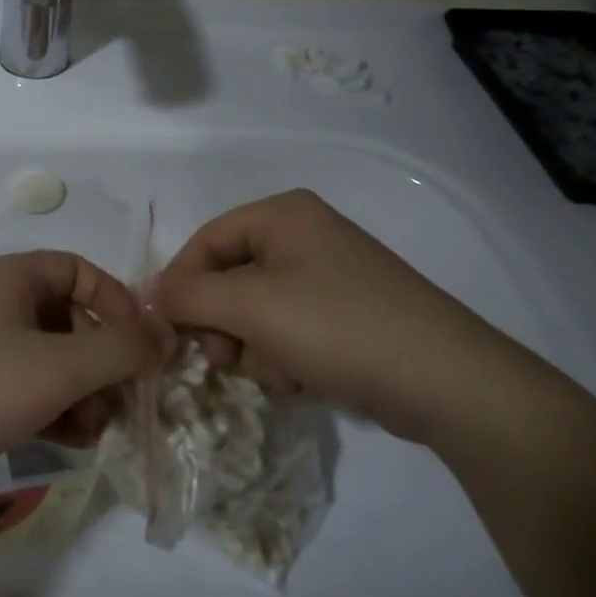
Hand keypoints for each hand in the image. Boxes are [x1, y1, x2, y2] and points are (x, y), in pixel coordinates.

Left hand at [0, 251, 173, 501]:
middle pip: (71, 317)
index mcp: (13, 277)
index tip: (141, 345)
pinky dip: (55, 406)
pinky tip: (71, 441)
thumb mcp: (60, 367)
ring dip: (83, 390)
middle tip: (121, 400)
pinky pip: (30, 384)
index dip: (117, 302)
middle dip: (102, 360)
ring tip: (94, 430)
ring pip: (53, 356)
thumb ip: (121, 348)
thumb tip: (167, 332)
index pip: (81, 270)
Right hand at [154, 190, 543, 443]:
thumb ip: (188, 297)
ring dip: (256, 349)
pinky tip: (306, 381)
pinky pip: (290, 331)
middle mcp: (304, 236)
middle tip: (225, 360)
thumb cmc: (337, 326)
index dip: (179, 285)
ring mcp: (329, 276)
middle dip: (223, 325)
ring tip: (281, 373)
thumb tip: (151, 297)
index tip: (165, 331)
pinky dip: (286, 359)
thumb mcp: (250, 307)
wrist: (444, 381)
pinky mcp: (347, 316)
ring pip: (257, 312)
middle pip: (230, 279)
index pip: (206, 241)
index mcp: (283, 215)